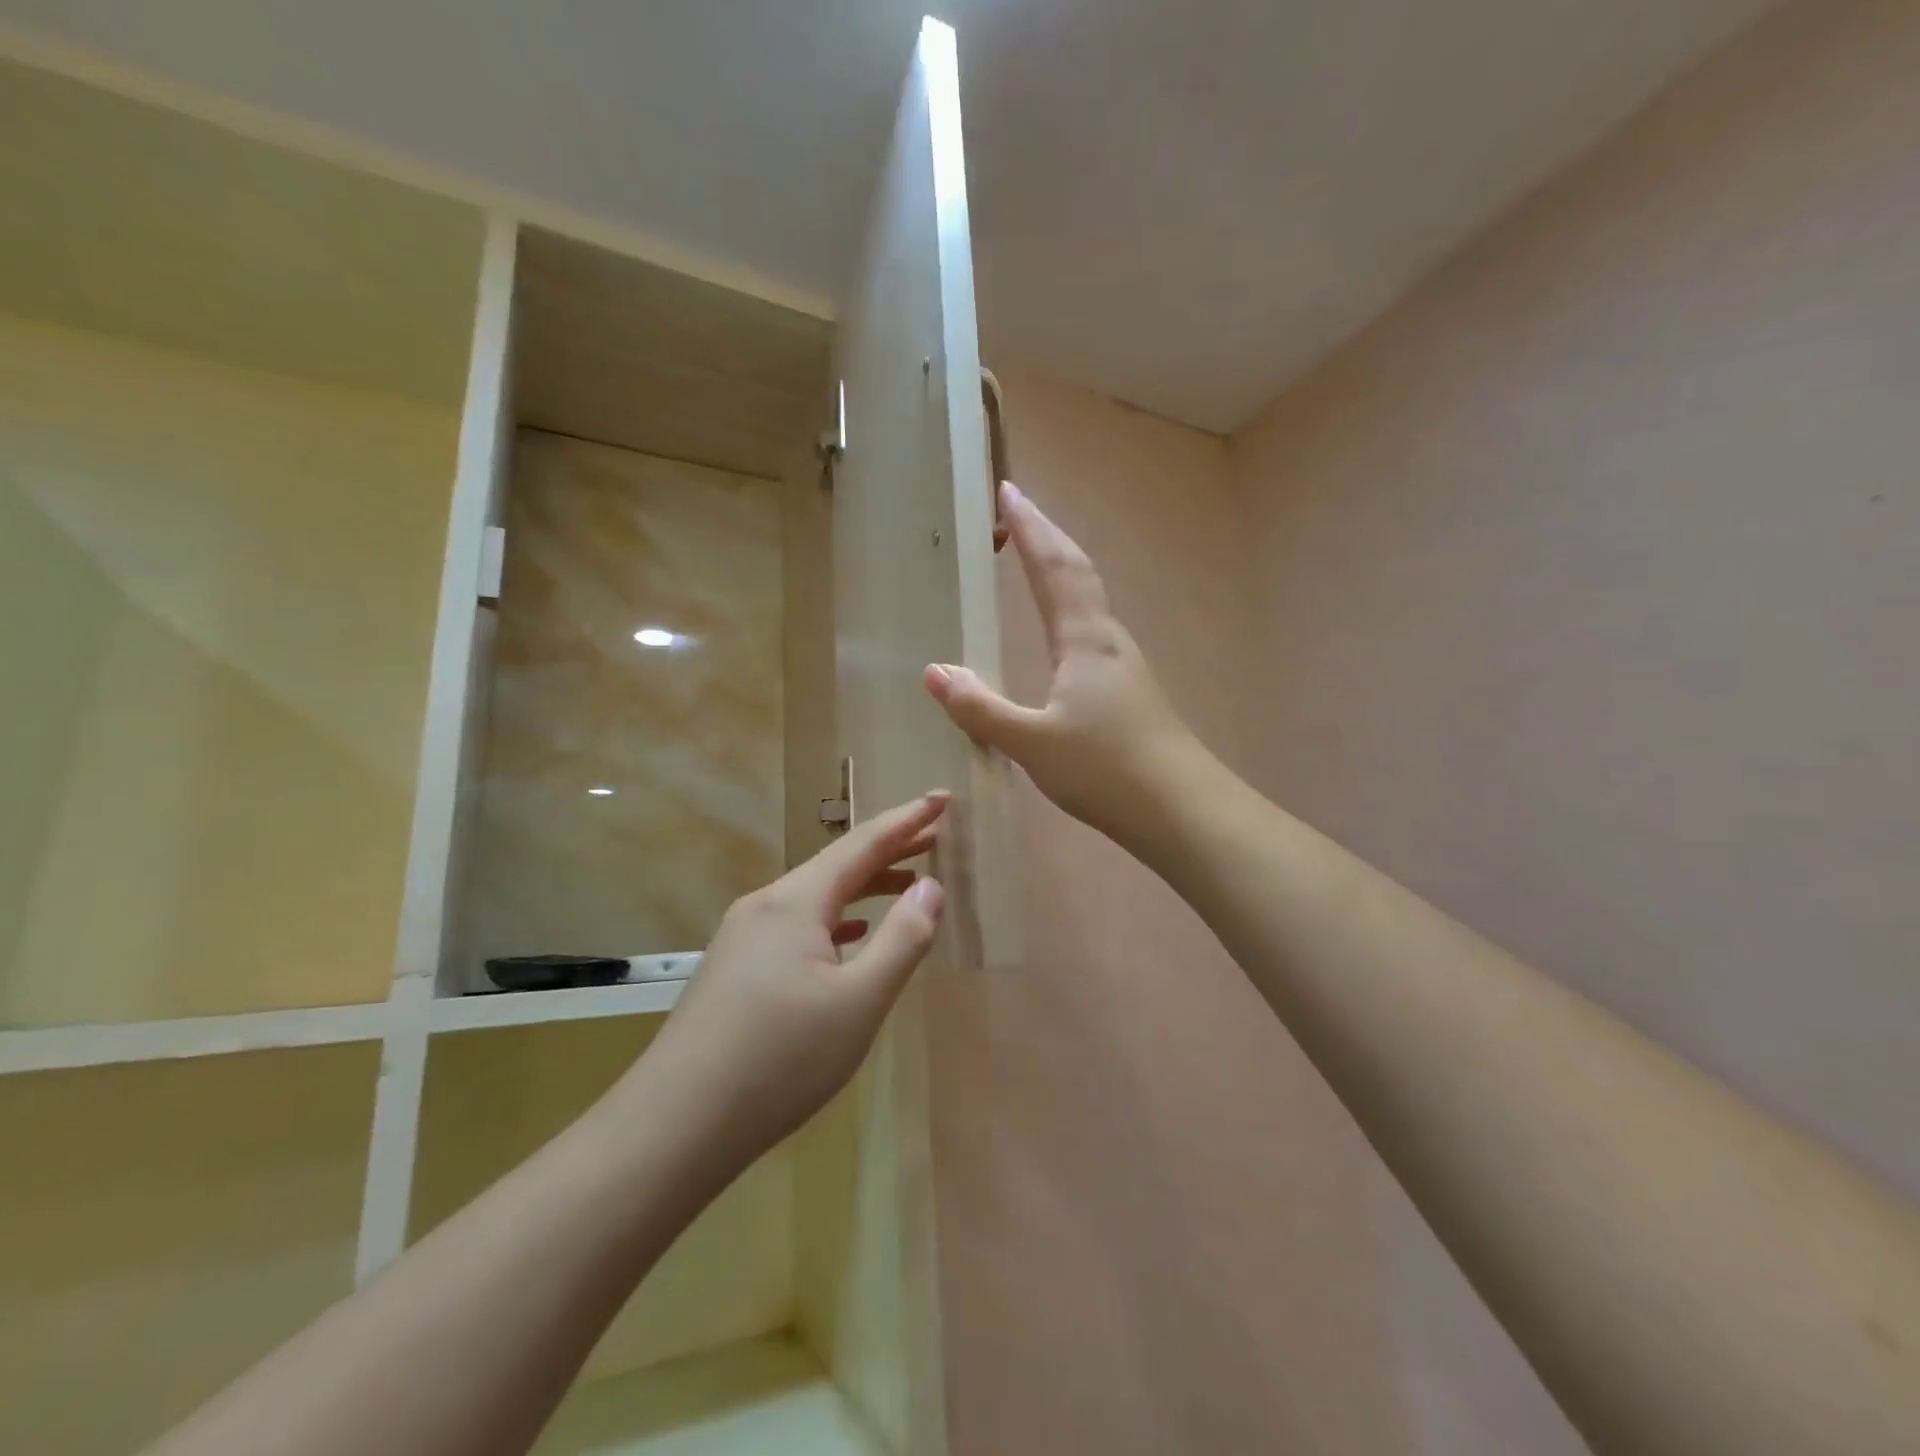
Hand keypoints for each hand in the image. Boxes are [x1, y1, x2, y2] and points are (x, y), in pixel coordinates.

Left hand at [636, 794, 947, 1169]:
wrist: (674, 1125)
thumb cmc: (779, 1060)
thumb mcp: (859, 1002)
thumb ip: (903, 940)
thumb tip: (931, 888)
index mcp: (796, 901)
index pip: (863, 843)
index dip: (907, 820)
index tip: (942, 798)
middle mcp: (766, 905)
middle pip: (837, 864)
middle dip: (889, 848)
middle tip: (935, 837)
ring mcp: (743, 936)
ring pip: (815, 896)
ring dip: (863, 886)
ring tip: (906, 884)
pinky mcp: (734, 967)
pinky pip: (796, 924)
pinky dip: (834, 918)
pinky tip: (848, 936)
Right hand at [923, 481, 1199, 844]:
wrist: (1181, 810)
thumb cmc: (1105, 769)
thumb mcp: (1031, 742)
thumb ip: (980, 708)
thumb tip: (935, 672)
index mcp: (1083, 640)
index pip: (1053, 568)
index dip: (1030, 528)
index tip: (1008, 491)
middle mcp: (1107, 641)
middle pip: (1076, 572)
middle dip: (1045, 535)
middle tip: (1018, 506)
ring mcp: (1123, 666)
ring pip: (1088, 600)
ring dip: (1061, 568)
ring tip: (1034, 557)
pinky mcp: (1129, 693)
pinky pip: (1091, 631)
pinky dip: (1069, 607)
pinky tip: (1062, 633)